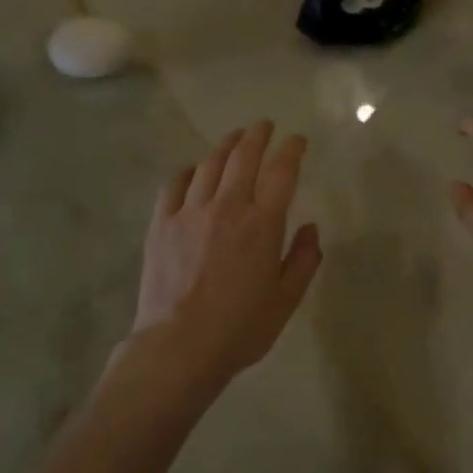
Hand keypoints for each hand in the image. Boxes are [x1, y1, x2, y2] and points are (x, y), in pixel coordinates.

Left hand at [128, 121, 321, 396]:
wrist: (179, 347)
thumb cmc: (240, 327)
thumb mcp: (286, 299)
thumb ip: (304, 259)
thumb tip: (311, 228)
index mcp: (262, 223)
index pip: (281, 172)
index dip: (292, 150)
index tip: (298, 141)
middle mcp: (227, 207)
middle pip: (243, 156)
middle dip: (257, 136)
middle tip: (264, 126)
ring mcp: (189, 212)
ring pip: (209, 164)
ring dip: (225, 145)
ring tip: (234, 139)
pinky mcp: (161, 224)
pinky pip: (175, 184)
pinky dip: (189, 171)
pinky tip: (194, 171)